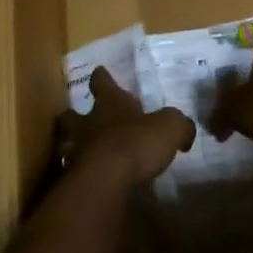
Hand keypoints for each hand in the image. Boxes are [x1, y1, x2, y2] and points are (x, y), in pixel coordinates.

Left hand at [56, 67, 195, 183]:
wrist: (105, 180)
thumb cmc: (136, 143)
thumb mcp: (169, 128)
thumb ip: (179, 126)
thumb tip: (185, 131)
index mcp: (110, 103)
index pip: (102, 82)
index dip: (102, 77)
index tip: (99, 71)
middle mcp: (89, 123)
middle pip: (72, 114)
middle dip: (74, 114)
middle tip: (78, 117)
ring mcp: (78, 151)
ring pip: (68, 143)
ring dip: (73, 146)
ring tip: (83, 153)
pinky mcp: (75, 179)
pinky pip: (76, 173)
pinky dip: (81, 174)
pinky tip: (92, 181)